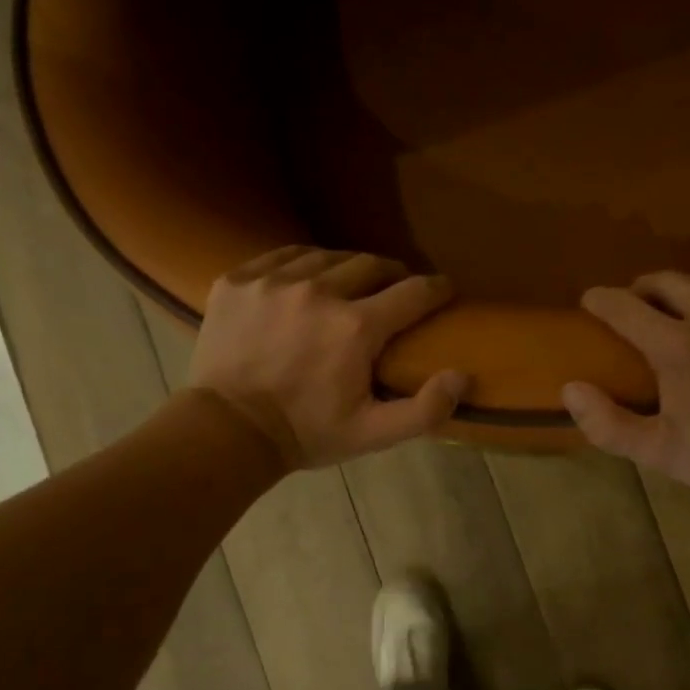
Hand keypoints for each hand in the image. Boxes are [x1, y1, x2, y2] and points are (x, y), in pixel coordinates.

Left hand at [191, 247, 467, 468]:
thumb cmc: (307, 433)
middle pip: (371, 264)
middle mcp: (319, 292)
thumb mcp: (373, 434)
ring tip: (352, 284)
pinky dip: (304, 264)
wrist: (227, 430)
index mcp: (356, 327)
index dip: (437, 288)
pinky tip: (307, 279)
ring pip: (328, 256)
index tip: (444, 289)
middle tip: (396, 290)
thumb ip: (425, 409)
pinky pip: (283, 256)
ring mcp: (274, 281)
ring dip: (348, 268)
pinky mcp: (238, 280)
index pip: (413, 292)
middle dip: (392, 275)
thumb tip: (462, 376)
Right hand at [563, 272, 689, 498]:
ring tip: (688, 312)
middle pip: (668, 281)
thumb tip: (570, 388)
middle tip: (640, 306)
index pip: (625, 306)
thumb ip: (607, 423)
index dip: (602, 300)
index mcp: (678, 347)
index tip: (592, 301)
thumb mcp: (658, 451)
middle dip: (645, 290)